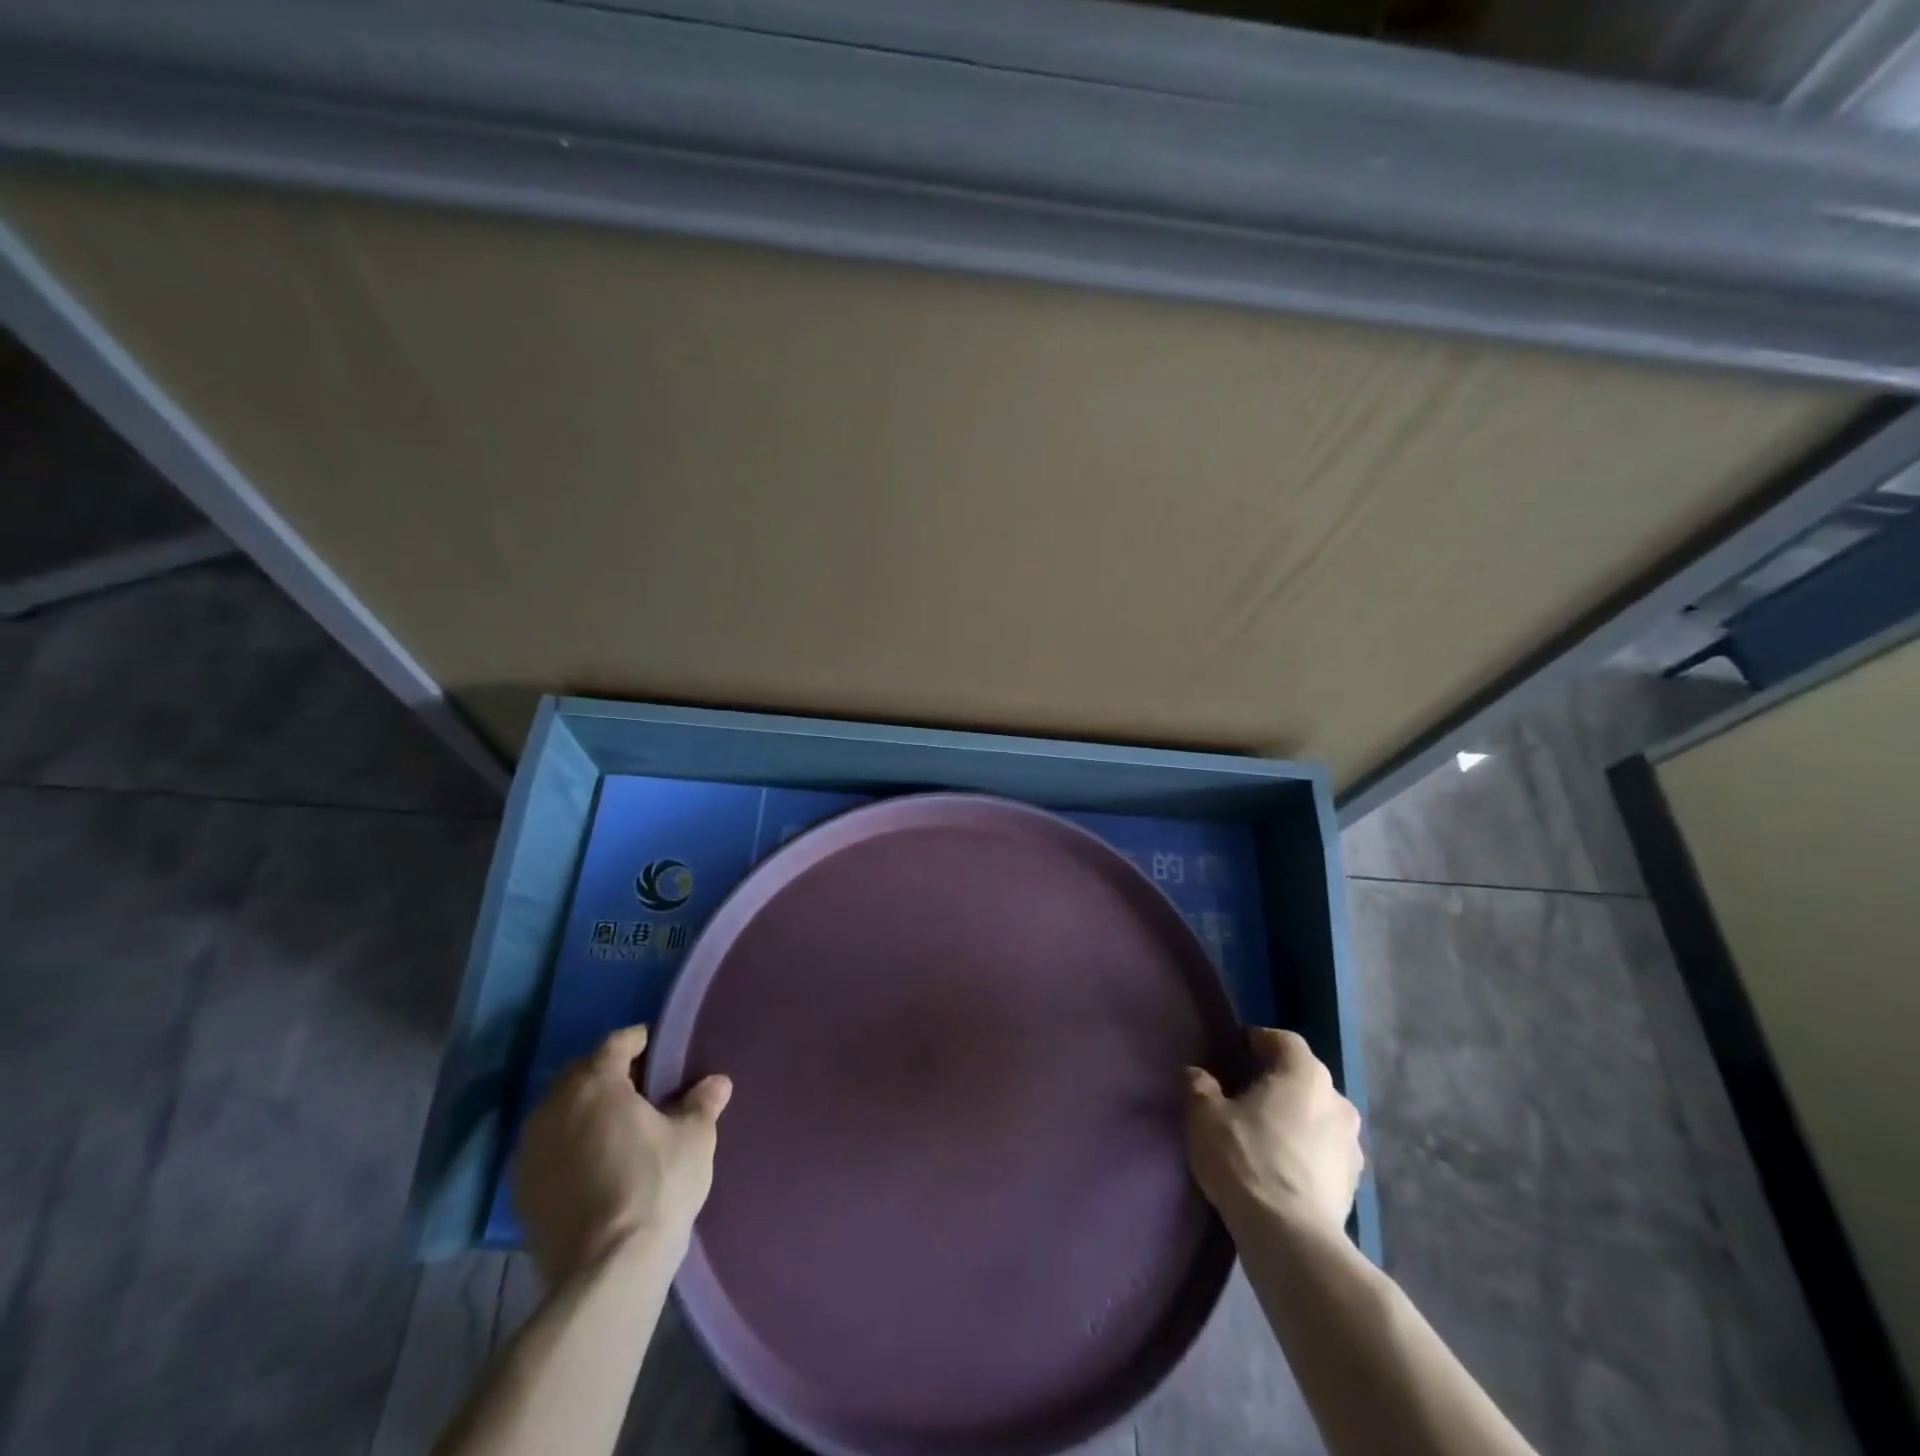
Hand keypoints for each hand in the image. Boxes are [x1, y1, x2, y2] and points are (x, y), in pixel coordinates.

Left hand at [513, 1025, 732, 1283]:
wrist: (606, 1271)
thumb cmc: (656, 1185)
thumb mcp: (695, 1138)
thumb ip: (702, 1103)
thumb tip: (717, 1083)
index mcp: (595, 1082)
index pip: (617, 1043)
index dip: (641, 1041)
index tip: (659, 1050)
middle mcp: (553, 1106)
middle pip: (583, 1074)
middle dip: (610, 1075)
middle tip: (643, 1089)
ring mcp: (530, 1150)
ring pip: (560, 1112)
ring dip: (585, 1111)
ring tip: (617, 1128)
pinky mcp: (520, 1191)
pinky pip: (548, 1149)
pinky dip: (569, 1146)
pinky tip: (594, 1165)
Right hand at [1185, 1026, 1362, 1236]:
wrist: (1291, 1238)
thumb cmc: (1245, 1159)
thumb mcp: (1204, 1116)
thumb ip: (1200, 1086)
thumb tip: (1198, 1074)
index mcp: (1305, 1073)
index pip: (1283, 1040)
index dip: (1258, 1042)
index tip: (1234, 1055)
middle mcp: (1337, 1100)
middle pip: (1303, 1078)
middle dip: (1277, 1083)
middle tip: (1244, 1096)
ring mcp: (1352, 1144)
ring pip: (1317, 1116)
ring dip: (1295, 1119)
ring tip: (1264, 1136)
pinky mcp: (1354, 1183)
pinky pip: (1325, 1152)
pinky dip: (1306, 1152)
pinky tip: (1281, 1169)